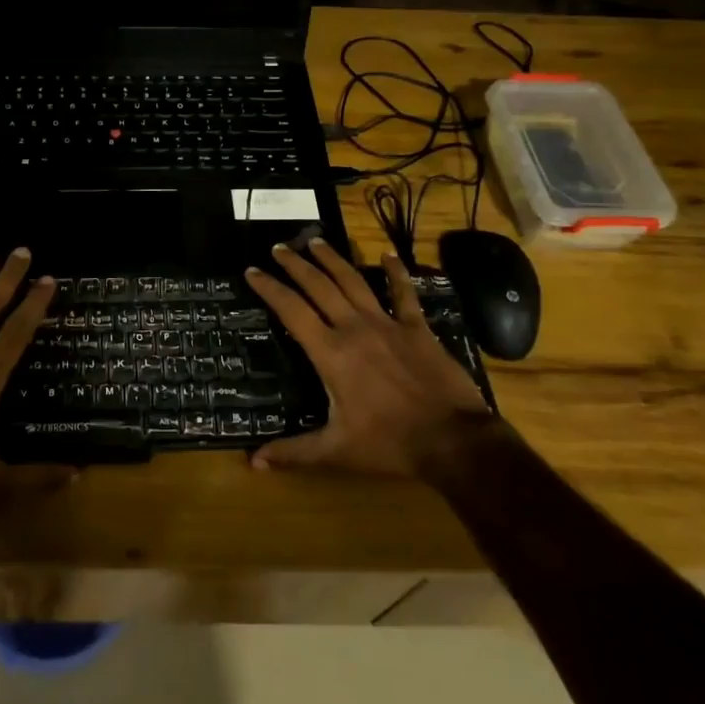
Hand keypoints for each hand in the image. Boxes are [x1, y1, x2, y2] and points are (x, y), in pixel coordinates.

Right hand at [246, 237, 492, 476]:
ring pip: (353, 281)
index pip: (291, 310)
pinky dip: (396, 272)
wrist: (453, 440)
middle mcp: (354, 328)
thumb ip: (294, 452)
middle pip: (319, 286)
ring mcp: (387, 324)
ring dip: (332, 259)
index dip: (269, 288)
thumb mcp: (336, 451)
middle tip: (278, 248)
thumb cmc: (389, 444)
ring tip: (315, 241)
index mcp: (330, 353)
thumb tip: (252, 462)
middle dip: (295, 265)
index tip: (251, 271)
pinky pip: (404, 294)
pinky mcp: (416, 328)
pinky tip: (388, 254)